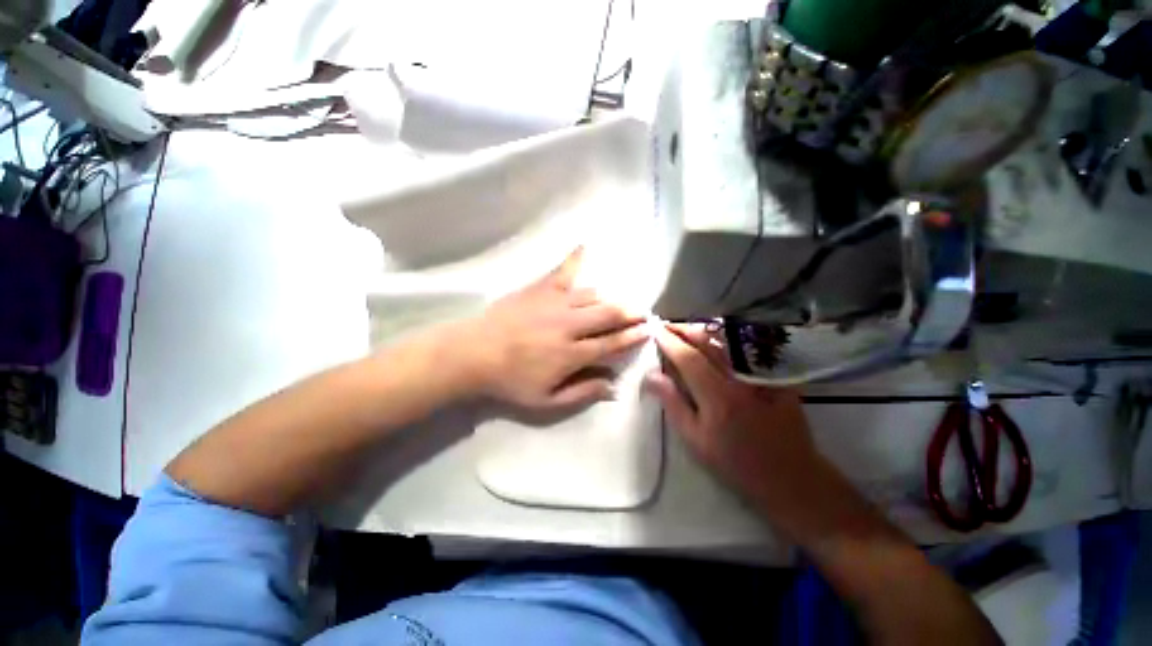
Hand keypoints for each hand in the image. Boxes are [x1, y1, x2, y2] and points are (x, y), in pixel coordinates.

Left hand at [459, 248, 648, 409]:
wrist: (474, 353)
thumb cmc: (510, 380)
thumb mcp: (546, 400)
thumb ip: (582, 392)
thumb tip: (613, 386)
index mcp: (572, 353)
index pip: (612, 343)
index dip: (632, 336)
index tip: (647, 330)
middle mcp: (570, 324)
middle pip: (609, 314)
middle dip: (630, 313)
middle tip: (642, 313)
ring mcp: (556, 302)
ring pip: (593, 295)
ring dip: (610, 298)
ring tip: (619, 301)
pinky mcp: (540, 288)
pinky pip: (563, 270)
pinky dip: (575, 258)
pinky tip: (584, 246)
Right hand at [644, 323, 818, 503]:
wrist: (789, 475)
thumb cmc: (735, 462)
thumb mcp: (695, 440)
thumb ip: (673, 403)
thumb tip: (651, 375)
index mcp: (718, 395)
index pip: (688, 357)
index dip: (669, 341)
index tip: (654, 330)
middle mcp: (740, 378)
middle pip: (708, 342)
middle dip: (684, 329)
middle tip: (666, 325)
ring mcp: (760, 374)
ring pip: (727, 341)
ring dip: (702, 331)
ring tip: (684, 328)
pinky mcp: (775, 375)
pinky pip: (746, 349)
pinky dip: (725, 340)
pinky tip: (714, 339)